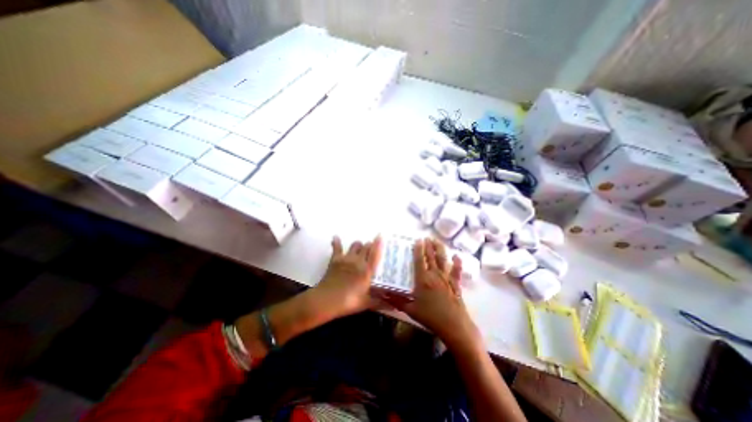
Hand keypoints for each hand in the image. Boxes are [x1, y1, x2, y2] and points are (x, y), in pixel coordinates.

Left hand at [312, 235, 382, 317]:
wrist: (327, 300)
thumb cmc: (349, 302)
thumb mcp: (366, 303)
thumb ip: (380, 303)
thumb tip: (394, 308)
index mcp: (367, 270)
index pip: (375, 254)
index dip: (378, 244)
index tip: (380, 236)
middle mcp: (358, 261)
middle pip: (366, 247)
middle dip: (369, 246)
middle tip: (371, 248)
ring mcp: (346, 259)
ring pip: (355, 245)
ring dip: (358, 245)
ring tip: (359, 248)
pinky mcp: (335, 259)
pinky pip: (337, 247)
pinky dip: (336, 242)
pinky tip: (335, 237)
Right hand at [399, 237, 480, 349]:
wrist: (454, 326)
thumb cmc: (430, 317)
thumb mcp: (410, 309)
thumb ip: (396, 300)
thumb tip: (382, 293)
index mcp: (423, 279)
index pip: (420, 259)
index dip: (418, 248)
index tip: (418, 240)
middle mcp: (435, 274)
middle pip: (431, 256)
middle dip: (429, 245)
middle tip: (427, 237)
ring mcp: (447, 278)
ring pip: (443, 259)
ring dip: (440, 249)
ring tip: (437, 241)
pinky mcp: (456, 283)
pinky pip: (457, 271)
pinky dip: (457, 263)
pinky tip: (457, 256)